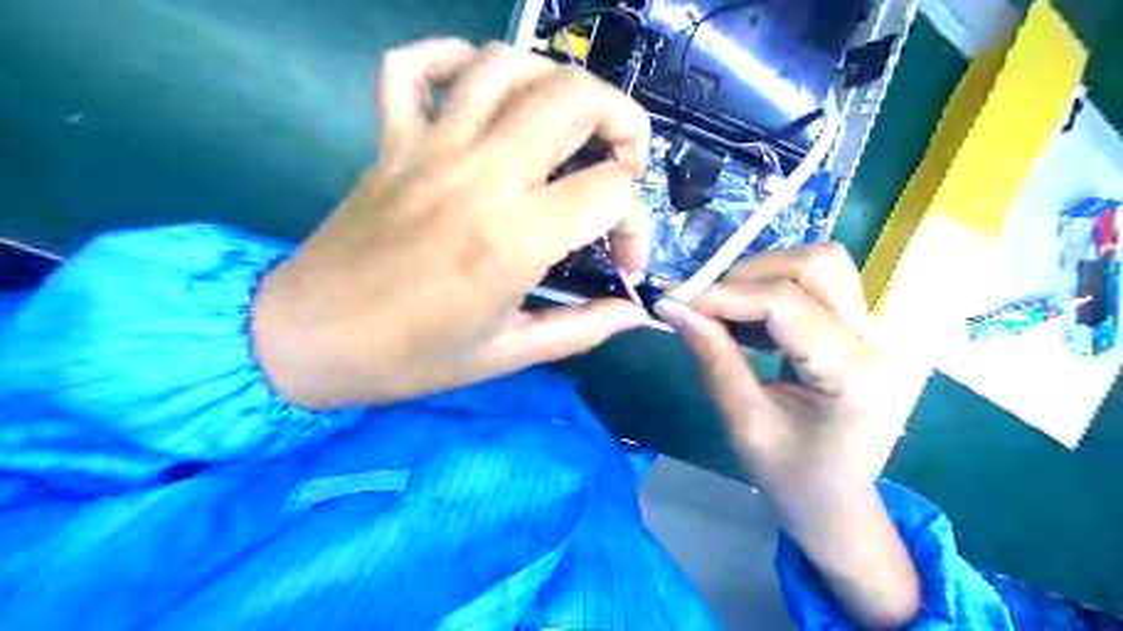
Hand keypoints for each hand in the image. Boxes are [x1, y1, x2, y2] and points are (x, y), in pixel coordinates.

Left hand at [248, 39, 655, 409]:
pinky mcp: (391, 140)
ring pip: (506, 63)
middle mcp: (479, 175)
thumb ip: (583, 329)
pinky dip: (453, 59)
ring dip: (554, 84)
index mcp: (513, 238)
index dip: (638, 224)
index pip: (611, 190)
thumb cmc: (410, 358)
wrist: (306, 340)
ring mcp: (429, 146)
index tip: (624, 261)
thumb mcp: (509, 355)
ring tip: (566, 129)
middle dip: (622, 120)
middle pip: (572, 95)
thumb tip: (637, 312)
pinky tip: (480, 93)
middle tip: (621, 165)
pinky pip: (415, 65)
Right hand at [654, 244, 915, 627]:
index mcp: (850, 373)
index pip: (786, 304)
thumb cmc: (791, 478)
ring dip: (764, 276)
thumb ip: (713, 358)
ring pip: (820, 265)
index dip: (725, 294)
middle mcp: (871, 340)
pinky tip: (749, 324)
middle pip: (816, 265)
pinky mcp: (855, 330)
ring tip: (728, 314)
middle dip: (750, 275)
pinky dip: (773, 289)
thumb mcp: (744, 424)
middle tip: (707, 306)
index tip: (676, 302)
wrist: (836, 504)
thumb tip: (673, 308)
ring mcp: (870, 332)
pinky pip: (816, 285)